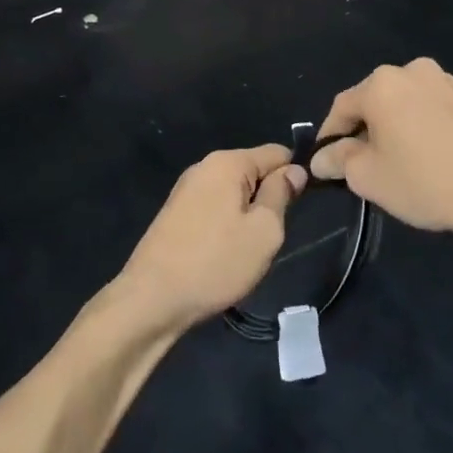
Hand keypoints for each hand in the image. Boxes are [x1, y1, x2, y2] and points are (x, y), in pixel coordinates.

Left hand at [115, 145, 306, 334]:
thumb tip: (293, 171)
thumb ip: (281, 195)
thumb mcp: (263, 231)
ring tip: (246, 250)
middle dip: (268, 198)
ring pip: (234, 193)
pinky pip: (215, 207)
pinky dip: (226, 225)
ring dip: (247, 215)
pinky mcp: (176, 212)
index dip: (295, 175)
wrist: (151, 299)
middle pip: (254, 171)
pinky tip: (223, 255)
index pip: (277, 152)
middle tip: (270, 237)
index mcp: (228, 162)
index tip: (301, 207)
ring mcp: (186, 189)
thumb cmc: (215, 262)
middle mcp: (205, 166)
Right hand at [312, 58, 452, 235]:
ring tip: (397, 159)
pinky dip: (419, 124)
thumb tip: (320, 158)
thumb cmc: (423, 181)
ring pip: (402, 102)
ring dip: (392, 124)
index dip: (330, 134)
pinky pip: (428, 106)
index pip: (342, 106)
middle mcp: (410, 70)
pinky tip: (426, 153)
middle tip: (362, 162)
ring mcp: (442, 80)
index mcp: (381, 84)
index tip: (327, 160)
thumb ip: (338, 160)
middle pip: (373, 99)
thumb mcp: (368, 177)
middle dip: (363, 128)